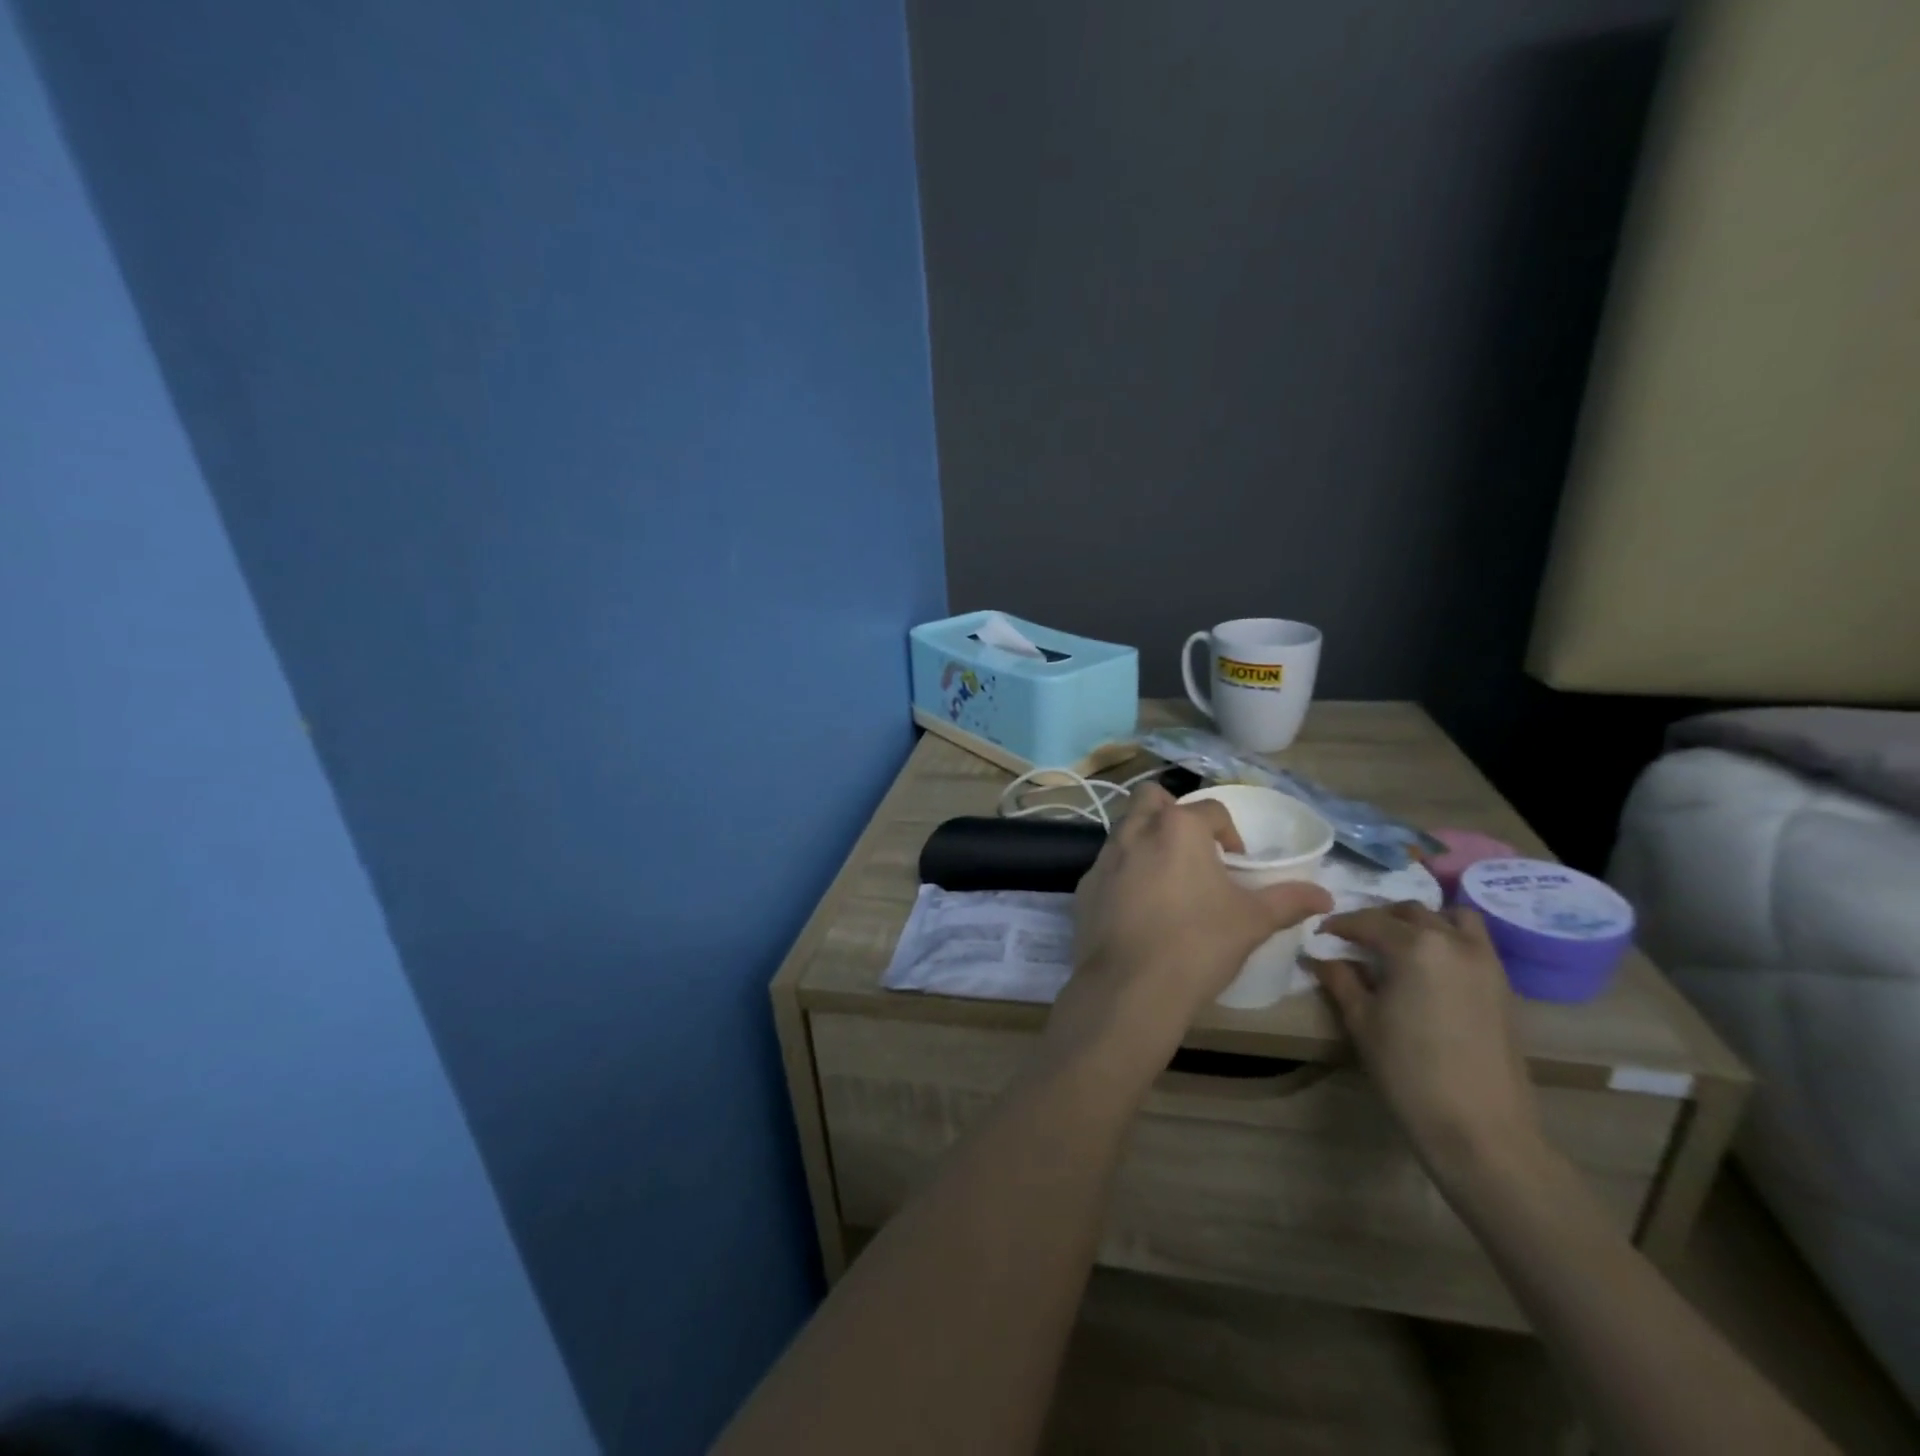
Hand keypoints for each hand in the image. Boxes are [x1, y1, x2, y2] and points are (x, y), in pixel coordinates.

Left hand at [1047, 784, 1331, 1085]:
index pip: (1211, 809)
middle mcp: (1135, 831)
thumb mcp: (1252, 922)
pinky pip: (1107, 867)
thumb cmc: (1198, 944)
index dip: (1229, 833)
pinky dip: (1123, 875)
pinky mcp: (1084, 887)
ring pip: (1124, 829)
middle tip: (1192, 851)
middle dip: (1172, 813)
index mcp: (1177, 828)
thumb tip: (1326, 896)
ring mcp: (1103, 858)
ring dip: (1145, 841)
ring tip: (1167, 881)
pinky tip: (1138, 909)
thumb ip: (1288, 901)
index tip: (1236, 864)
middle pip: (1151, 798)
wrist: (1130, 987)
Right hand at [1308, 903, 1543, 1180]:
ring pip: (1452, 918)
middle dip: (1379, 918)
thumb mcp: (1361, 1021)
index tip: (1320, 933)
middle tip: (1355, 938)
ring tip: (1399, 943)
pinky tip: (1429, 967)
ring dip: (1423, 921)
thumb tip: (1320, 956)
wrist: (1481, 1128)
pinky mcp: (1503, 986)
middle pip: (1411, 911)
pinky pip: (1473, 942)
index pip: (1369, 920)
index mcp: (1415, 946)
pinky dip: (1448, 939)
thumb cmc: (1409, 1070)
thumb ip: (1340, 979)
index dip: (1340, 925)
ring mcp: (1485, 962)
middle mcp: (1453, 942)